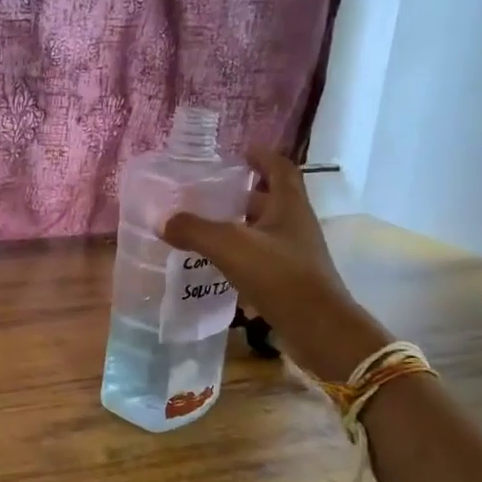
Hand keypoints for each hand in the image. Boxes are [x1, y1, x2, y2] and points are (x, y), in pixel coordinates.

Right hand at [163, 148, 389, 381]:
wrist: (318, 328)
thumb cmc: (280, 276)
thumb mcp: (231, 246)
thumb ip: (195, 230)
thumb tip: (163, 221)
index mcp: (289, 206)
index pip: (280, 168)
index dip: (262, 157)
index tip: (240, 152)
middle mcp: (296, 225)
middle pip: (271, 199)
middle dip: (243, 193)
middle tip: (210, 193)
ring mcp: (295, 254)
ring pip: (265, 230)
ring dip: (240, 225)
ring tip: (206, 227)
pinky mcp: (290, 280)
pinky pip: (262, 258)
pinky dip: (241, 255)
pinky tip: (217, 264)